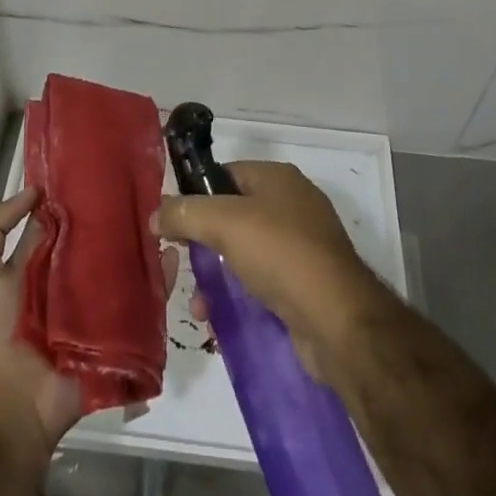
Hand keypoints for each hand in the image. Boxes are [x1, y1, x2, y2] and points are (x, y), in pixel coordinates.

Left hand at [0, 187, 179, 456]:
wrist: (11, 404)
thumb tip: (35, 190)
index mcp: (42, 261)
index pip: (67, 220)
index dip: (82, 195)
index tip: (107, 167)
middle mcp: (72, 278)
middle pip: (101, 241)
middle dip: (121, 218)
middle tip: (147, 189)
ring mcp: (97, 305)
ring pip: (127, 267)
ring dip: (145, 246)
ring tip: (166, 218)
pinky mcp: (117, 332)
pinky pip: (144, 304)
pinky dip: (160, 283)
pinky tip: (174, 258)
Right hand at [153, 160, 389, 379]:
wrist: (339, 322)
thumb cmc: (281, 254)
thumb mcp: (224, 223)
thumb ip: (185, 213)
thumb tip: (156, 212)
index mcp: (278, 178)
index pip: (226, 174)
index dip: (197, 195)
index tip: (172, 223)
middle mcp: (292, 205)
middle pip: (233, 215)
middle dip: (204, 242)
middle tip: (180, 266)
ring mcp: (302, 246)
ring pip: (245, 252)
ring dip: (217, 275)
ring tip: (198, 306)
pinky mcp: (306, 285)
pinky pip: (261, 282)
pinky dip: (238, 296)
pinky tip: (219, 320)